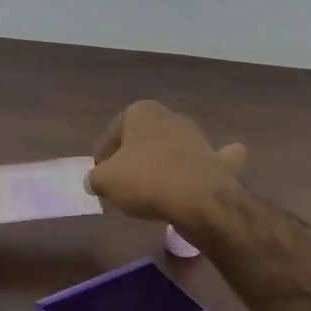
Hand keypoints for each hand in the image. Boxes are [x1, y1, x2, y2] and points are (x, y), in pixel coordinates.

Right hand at [86, 100, 246, 230]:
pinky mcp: (214, 159)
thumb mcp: (105, 181)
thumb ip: (95, 178)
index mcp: (141, 112)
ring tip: (149, 192)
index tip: (98, 176)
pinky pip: (202, 162)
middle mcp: (169, 116)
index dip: (102, 156)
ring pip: (170, 150)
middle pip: (142, 140)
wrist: (200, 198)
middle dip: (132, 158)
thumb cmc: (145, 179)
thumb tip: (95, 181)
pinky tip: (195, 178)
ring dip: (160, 165)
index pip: (112, 133)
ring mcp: (196, 136)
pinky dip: (199, 168)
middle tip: (122, 184)